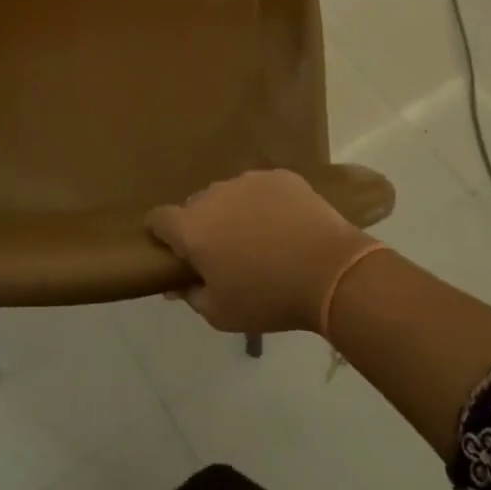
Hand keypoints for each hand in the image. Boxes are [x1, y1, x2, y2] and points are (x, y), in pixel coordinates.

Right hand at [146, 170, 376, 336]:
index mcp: (191, 227)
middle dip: (202, 226)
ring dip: (234, 213)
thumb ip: (191, 295)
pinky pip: (261, 189)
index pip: (158, 219)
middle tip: (224, 254)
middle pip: (196, 206)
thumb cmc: (268, 298)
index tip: (173, 251)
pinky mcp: (280, 177)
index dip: (160, 234)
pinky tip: (285, 226)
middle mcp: (213, 195)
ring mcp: (248, 181)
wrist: (332, 272)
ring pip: (229, 195)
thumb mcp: (221, 313)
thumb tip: (176, 284)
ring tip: (260, 240)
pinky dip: (265, 204)